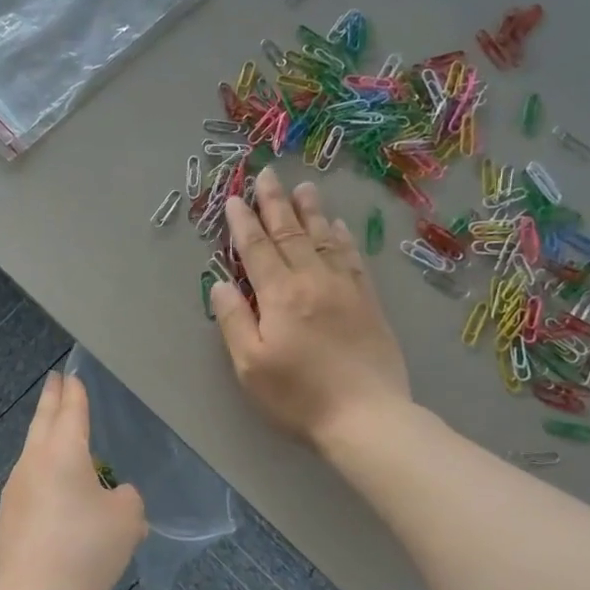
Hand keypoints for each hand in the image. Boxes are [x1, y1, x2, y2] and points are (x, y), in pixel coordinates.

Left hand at [0, 373, 146, 589]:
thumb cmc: (85, 548)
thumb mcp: (126, 520)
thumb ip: (126, 499)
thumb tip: (115, 498)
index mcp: (63, 452)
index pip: (71, 411)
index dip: (75, 391)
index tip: (72, 374)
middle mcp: (34, 462)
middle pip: (43, 422)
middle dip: (51, 400)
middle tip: (55, 381)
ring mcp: (16, 489)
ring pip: (33, 452)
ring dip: (45, 437)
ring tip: (57, 432)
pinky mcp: (9, 516)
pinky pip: (31, 482)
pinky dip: (44, 473)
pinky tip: (56, 489)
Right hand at [210, 167, 411, 448]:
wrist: (366, 415)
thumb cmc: (298, 396)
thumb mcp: (250, 365)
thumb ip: (234, 321)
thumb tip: (220, 284)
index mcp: (280, 296)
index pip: (257, 249)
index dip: (244, 223)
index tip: (235, 199)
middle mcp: (313, 281)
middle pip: (291, 234)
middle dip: (275, 203)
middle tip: (267, 174)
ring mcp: (345, 288)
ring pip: (325, 238)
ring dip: (311, 211)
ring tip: (302, 186)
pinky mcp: (369, 302)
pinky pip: (353, 258)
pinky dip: (343, 237)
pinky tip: (338, 226)